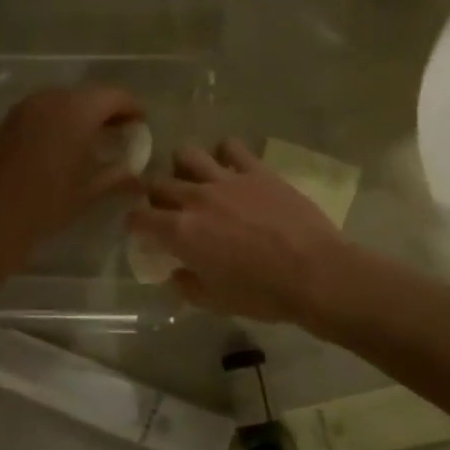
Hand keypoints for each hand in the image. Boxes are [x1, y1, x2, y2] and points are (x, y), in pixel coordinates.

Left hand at [0, 86, 144, 264]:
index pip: (115, 96)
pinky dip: (59, 120)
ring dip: (82, 114)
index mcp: (76, 111)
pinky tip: (63, 145)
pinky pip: (43, 110)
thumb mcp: (90, 191)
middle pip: (89, 95)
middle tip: (121, 133)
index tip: (142, 124)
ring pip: (64, 100)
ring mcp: (25, 107)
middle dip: (108, 111)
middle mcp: (50, 99)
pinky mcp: (8, 120)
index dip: (133, 108)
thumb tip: (139, 177)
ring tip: (93, 140)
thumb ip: (119, 176)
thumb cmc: (47, 204)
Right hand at [126, 138, 352, 323]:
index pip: (139, 218)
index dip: (135, 223)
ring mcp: (226, 179)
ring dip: (183, 166)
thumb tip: (177, 273)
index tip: (141, 230)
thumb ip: (188, 285)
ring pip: (186, 154)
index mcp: (180, 232)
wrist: (315, 273)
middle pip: (158, 183)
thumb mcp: (215, 302)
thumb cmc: (262, 294)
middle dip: (155, 195)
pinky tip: (231, 166)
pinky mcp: (256, 170)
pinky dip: (225, 154)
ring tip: (194, 179)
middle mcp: (195, 198)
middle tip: (166, 207)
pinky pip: (231, 146)